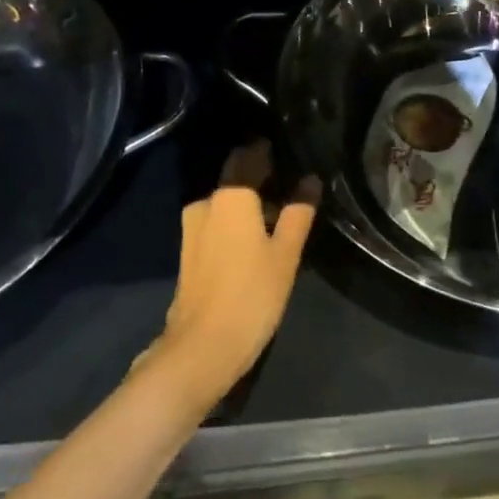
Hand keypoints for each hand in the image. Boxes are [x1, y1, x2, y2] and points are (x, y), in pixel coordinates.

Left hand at [148, 141, 318, 411]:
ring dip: (247, 201)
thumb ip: (298, 213)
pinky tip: (255, 235)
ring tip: (277, 211)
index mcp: (230, 195)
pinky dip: (235, 220)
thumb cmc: (251, 294)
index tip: (290, 150)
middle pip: (235, 177)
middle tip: (290, 182)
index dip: (269, 151)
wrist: (202, 347)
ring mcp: (192, 226)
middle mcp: (207, 202)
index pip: (250, 156)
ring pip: (225, 200)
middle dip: (259, 175)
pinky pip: (216, 220)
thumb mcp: (285, 254)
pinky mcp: (189, 250)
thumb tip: (310, 179)